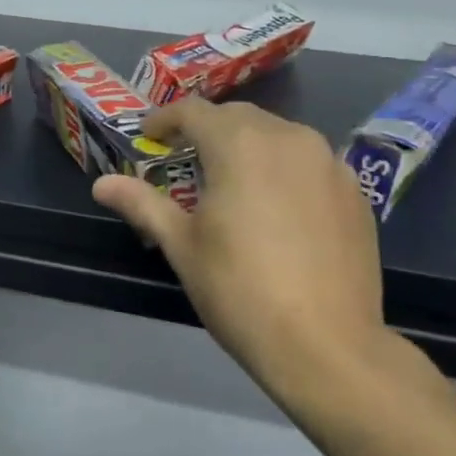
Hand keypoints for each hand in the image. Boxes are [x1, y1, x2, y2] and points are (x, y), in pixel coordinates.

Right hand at [91, 97, 394, 408]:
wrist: (326, 344)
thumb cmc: (239, 290)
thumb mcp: (181, 246)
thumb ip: (142, 204)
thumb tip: (101, 184)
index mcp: (239, 144)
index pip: (194, 111)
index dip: (165, 119)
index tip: (149, 136)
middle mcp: (288, 138)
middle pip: (238, 116)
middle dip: (207, 130)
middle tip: (185, 159)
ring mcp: (329, 163)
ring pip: (279, 135)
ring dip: (248, 146)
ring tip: (232, 182)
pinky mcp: (354, 191)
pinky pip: (310, 163)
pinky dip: (285, 170)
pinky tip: (278, 208)